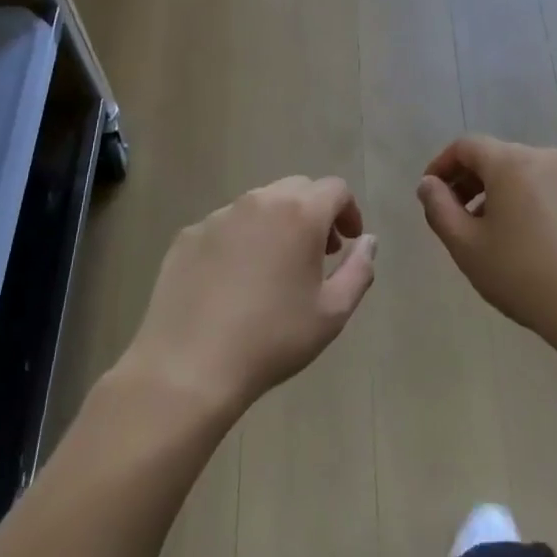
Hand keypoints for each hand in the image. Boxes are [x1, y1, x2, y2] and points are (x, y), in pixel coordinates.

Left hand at [122, 177, 376, 416]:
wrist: (188, 367)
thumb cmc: (272, 339)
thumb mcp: (333, 312)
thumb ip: (360, 269)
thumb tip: (368, 241)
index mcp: (299, 213)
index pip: (335, 189)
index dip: (349, 211)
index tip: (348, 242)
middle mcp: (259, 202)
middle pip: (297, 189)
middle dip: (315, 212)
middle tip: (318, 253)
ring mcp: (218, 217)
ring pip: (259, 204)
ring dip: (277, 223)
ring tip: (275, 267)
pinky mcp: (188, 236)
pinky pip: (225, 226)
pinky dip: (241, 239)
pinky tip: (234, 281)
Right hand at [417, 136, 556, 359]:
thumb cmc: (524, 276)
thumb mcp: (467, 247)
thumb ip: (439, 208)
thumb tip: (429, 184)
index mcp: (511, 162)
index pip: (466, 146)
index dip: (442, 166)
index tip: (430, 195)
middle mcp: (545, 158)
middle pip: (497, 157)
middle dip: (471, 181)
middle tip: (457, 218)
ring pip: (526, 175)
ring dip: (501, 194)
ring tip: (494, 235)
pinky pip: (552, 192)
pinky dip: (532, 205)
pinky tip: (533, 245)